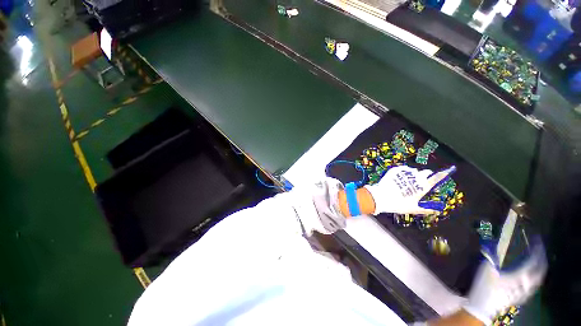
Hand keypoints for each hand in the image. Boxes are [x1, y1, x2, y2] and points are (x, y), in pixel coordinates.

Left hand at [364, 165, 456, 214]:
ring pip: (413, 171)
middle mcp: (415, 177)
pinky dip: (403, 172)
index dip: (443, 173)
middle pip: (425, 173)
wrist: (380, 197)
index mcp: (422, 186)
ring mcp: (405, 172)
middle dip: (425, 176)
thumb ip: (426, 209)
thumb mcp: (413, 208)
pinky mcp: (395, 170)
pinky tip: (398, 179)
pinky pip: (403, 169)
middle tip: (419, 183)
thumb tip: (438, 210)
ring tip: (406, 183)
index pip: (437, 177)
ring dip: (413, 175)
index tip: (449, 169)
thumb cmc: (398, 204)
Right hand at [464, 239, 547, 324]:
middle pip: (540, 271)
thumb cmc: (484, 286)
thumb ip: (493, 256)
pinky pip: (534, 285)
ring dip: (540, 268)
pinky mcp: (522, 296)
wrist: (482, 306)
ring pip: (539, 279)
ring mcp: (525, 292)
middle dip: (542, 259)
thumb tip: (496, 243)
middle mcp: (525, 284)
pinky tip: (533, 275)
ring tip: (539, 260)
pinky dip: (536, 277)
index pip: (533, 262)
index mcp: (518, 277)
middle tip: (540, 249)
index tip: (537, 241)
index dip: (537, 251)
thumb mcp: (486, 269)